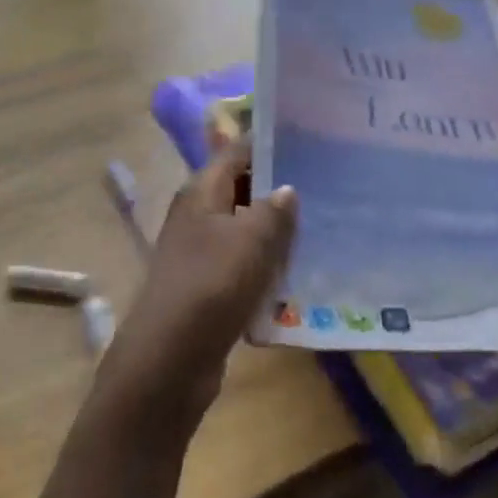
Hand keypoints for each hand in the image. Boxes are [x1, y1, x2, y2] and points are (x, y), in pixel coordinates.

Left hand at [98, 140, 296, 431]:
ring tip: (322, 225)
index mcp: (202, 192)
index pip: (236, 151)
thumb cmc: (212, 285)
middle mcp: (197, 215)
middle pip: (241, 189)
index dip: (269, 143)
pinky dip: (267, 265)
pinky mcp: (208, 286)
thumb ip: (274, 210)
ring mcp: (200, 252)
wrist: (171, 358)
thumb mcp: (251, 240)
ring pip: (245, 229)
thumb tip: (286, 189)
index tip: (309, 140)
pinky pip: (244, 264)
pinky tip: (299, 271)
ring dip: (276, 231)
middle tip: (326, 184)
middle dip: (279, 188)